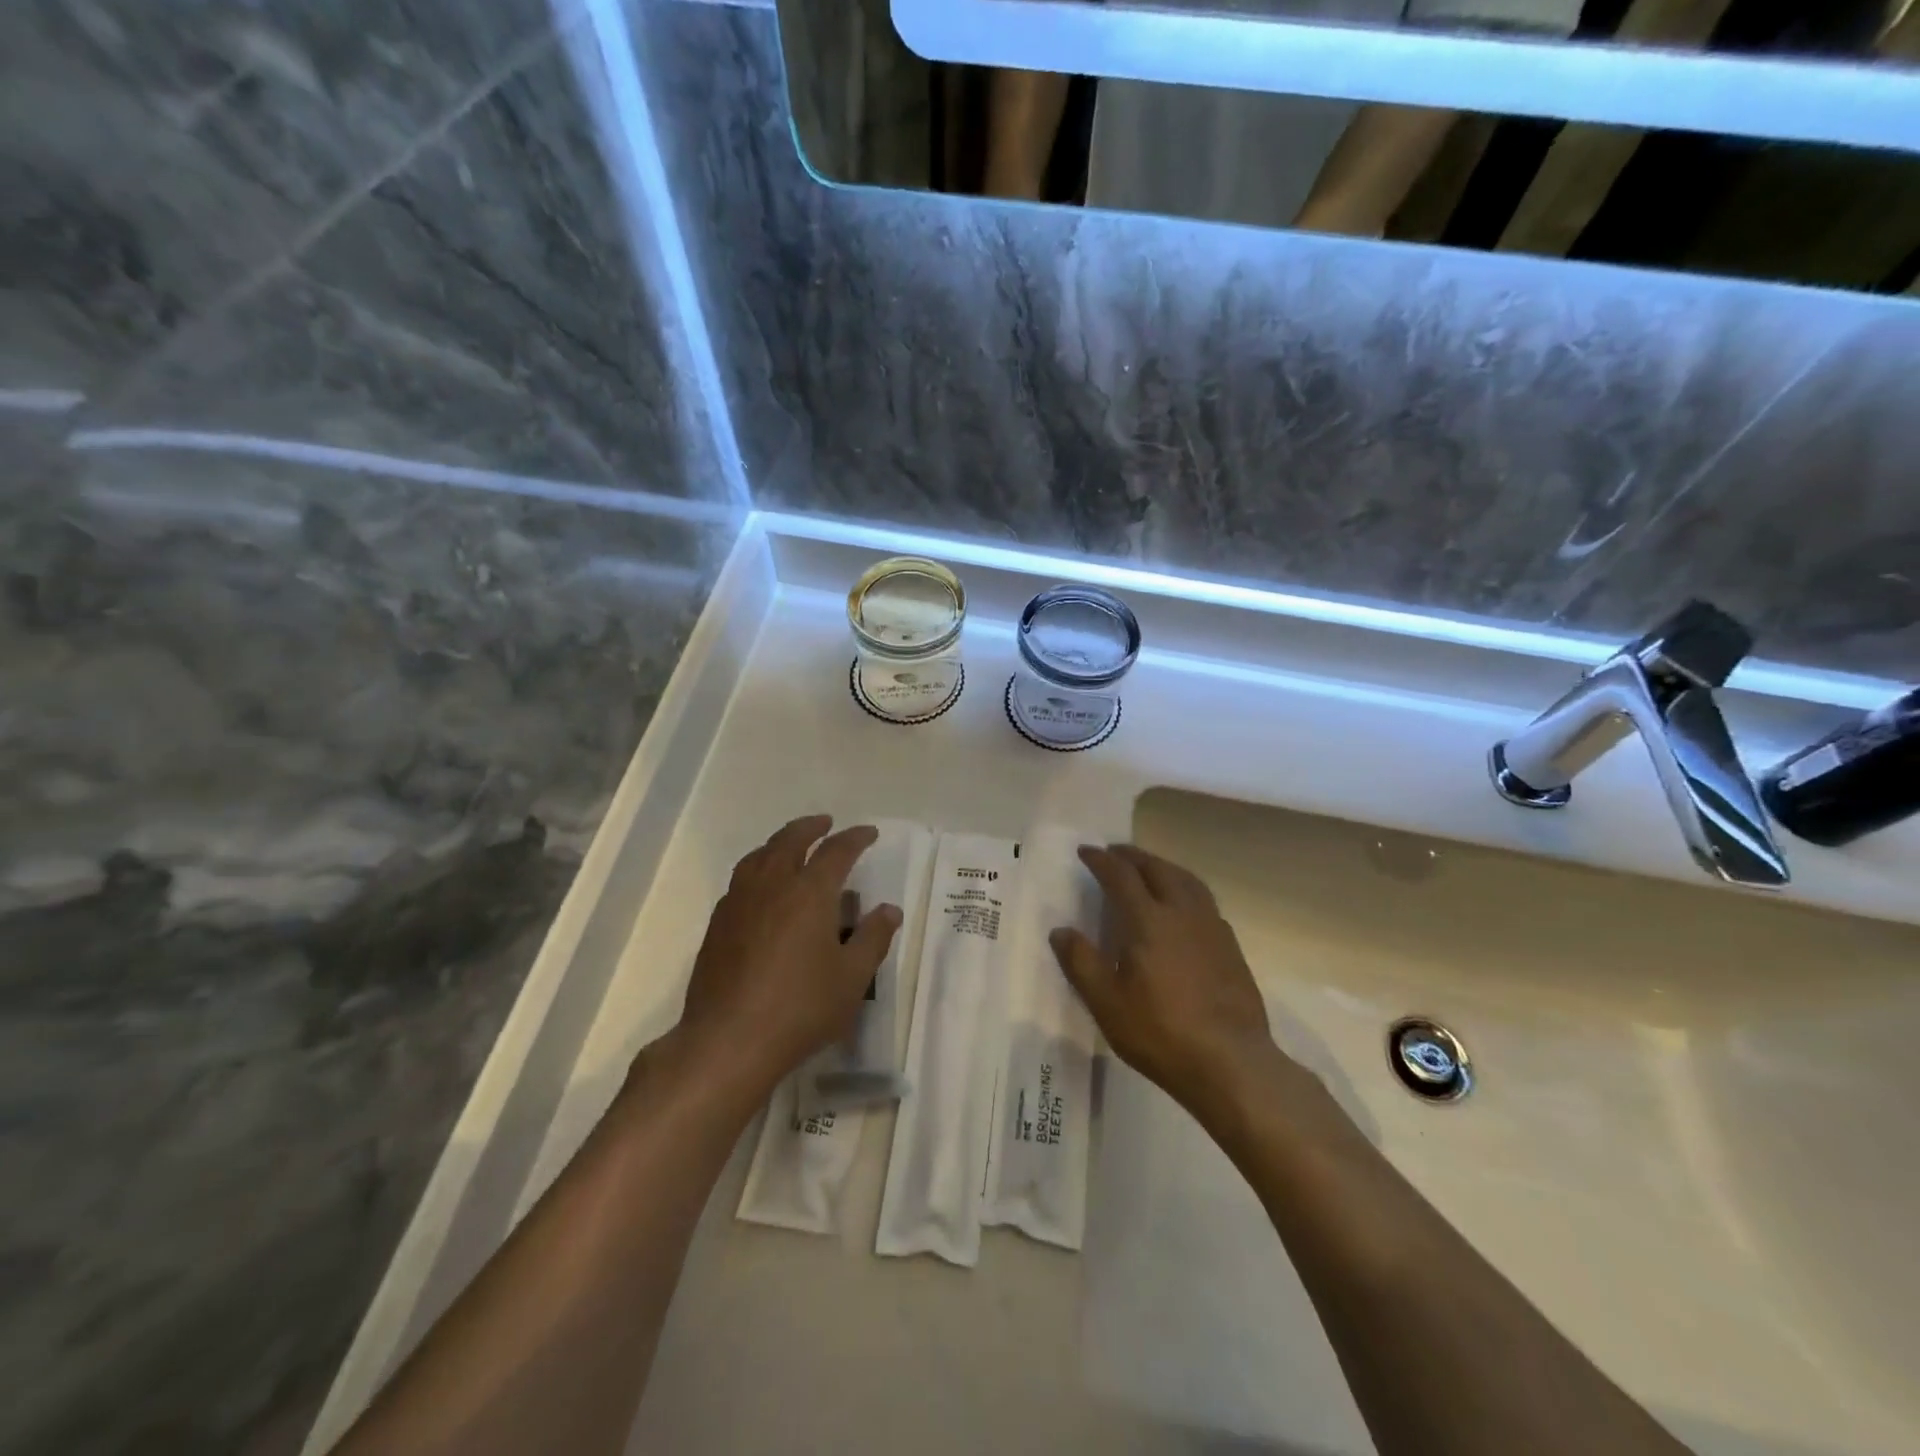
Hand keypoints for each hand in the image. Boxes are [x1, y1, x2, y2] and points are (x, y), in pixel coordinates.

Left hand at [676, 815, 899, 1097]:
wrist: (729, 1040)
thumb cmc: (800, 1008)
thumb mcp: (852, 978)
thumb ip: (873, 939)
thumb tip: (888, 910)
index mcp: (810, 892)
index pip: (837, 851)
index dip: (855, 838)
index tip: (868, 833)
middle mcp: (773, 885)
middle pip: (791, 840)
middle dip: (811, 827)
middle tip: (825, 823)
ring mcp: (739, 902)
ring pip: (760, 855)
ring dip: (780, 842)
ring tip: (791, 845)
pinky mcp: (718, 924)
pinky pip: (741, 879)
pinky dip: (758, 867)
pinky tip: (762, 887)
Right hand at [1050, 844, 1283, 1118]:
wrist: (1231, 1063)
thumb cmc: (1161, 1033)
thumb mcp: (1107, 1004)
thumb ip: (1081, 963)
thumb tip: (1061, 931)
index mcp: (1149, 921)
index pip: (1121, 877)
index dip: (1101, 861)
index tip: (1086, 851)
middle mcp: (1182, 913)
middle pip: (1157, 869)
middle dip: (1133, 856)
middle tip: (1115, 852)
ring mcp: (1211, 928)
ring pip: (1187, 880)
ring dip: (1163, 866)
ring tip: (1149, 867)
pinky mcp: (1230, 946)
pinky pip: (1204, 900)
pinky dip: (1185, 888)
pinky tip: (1182, 906)